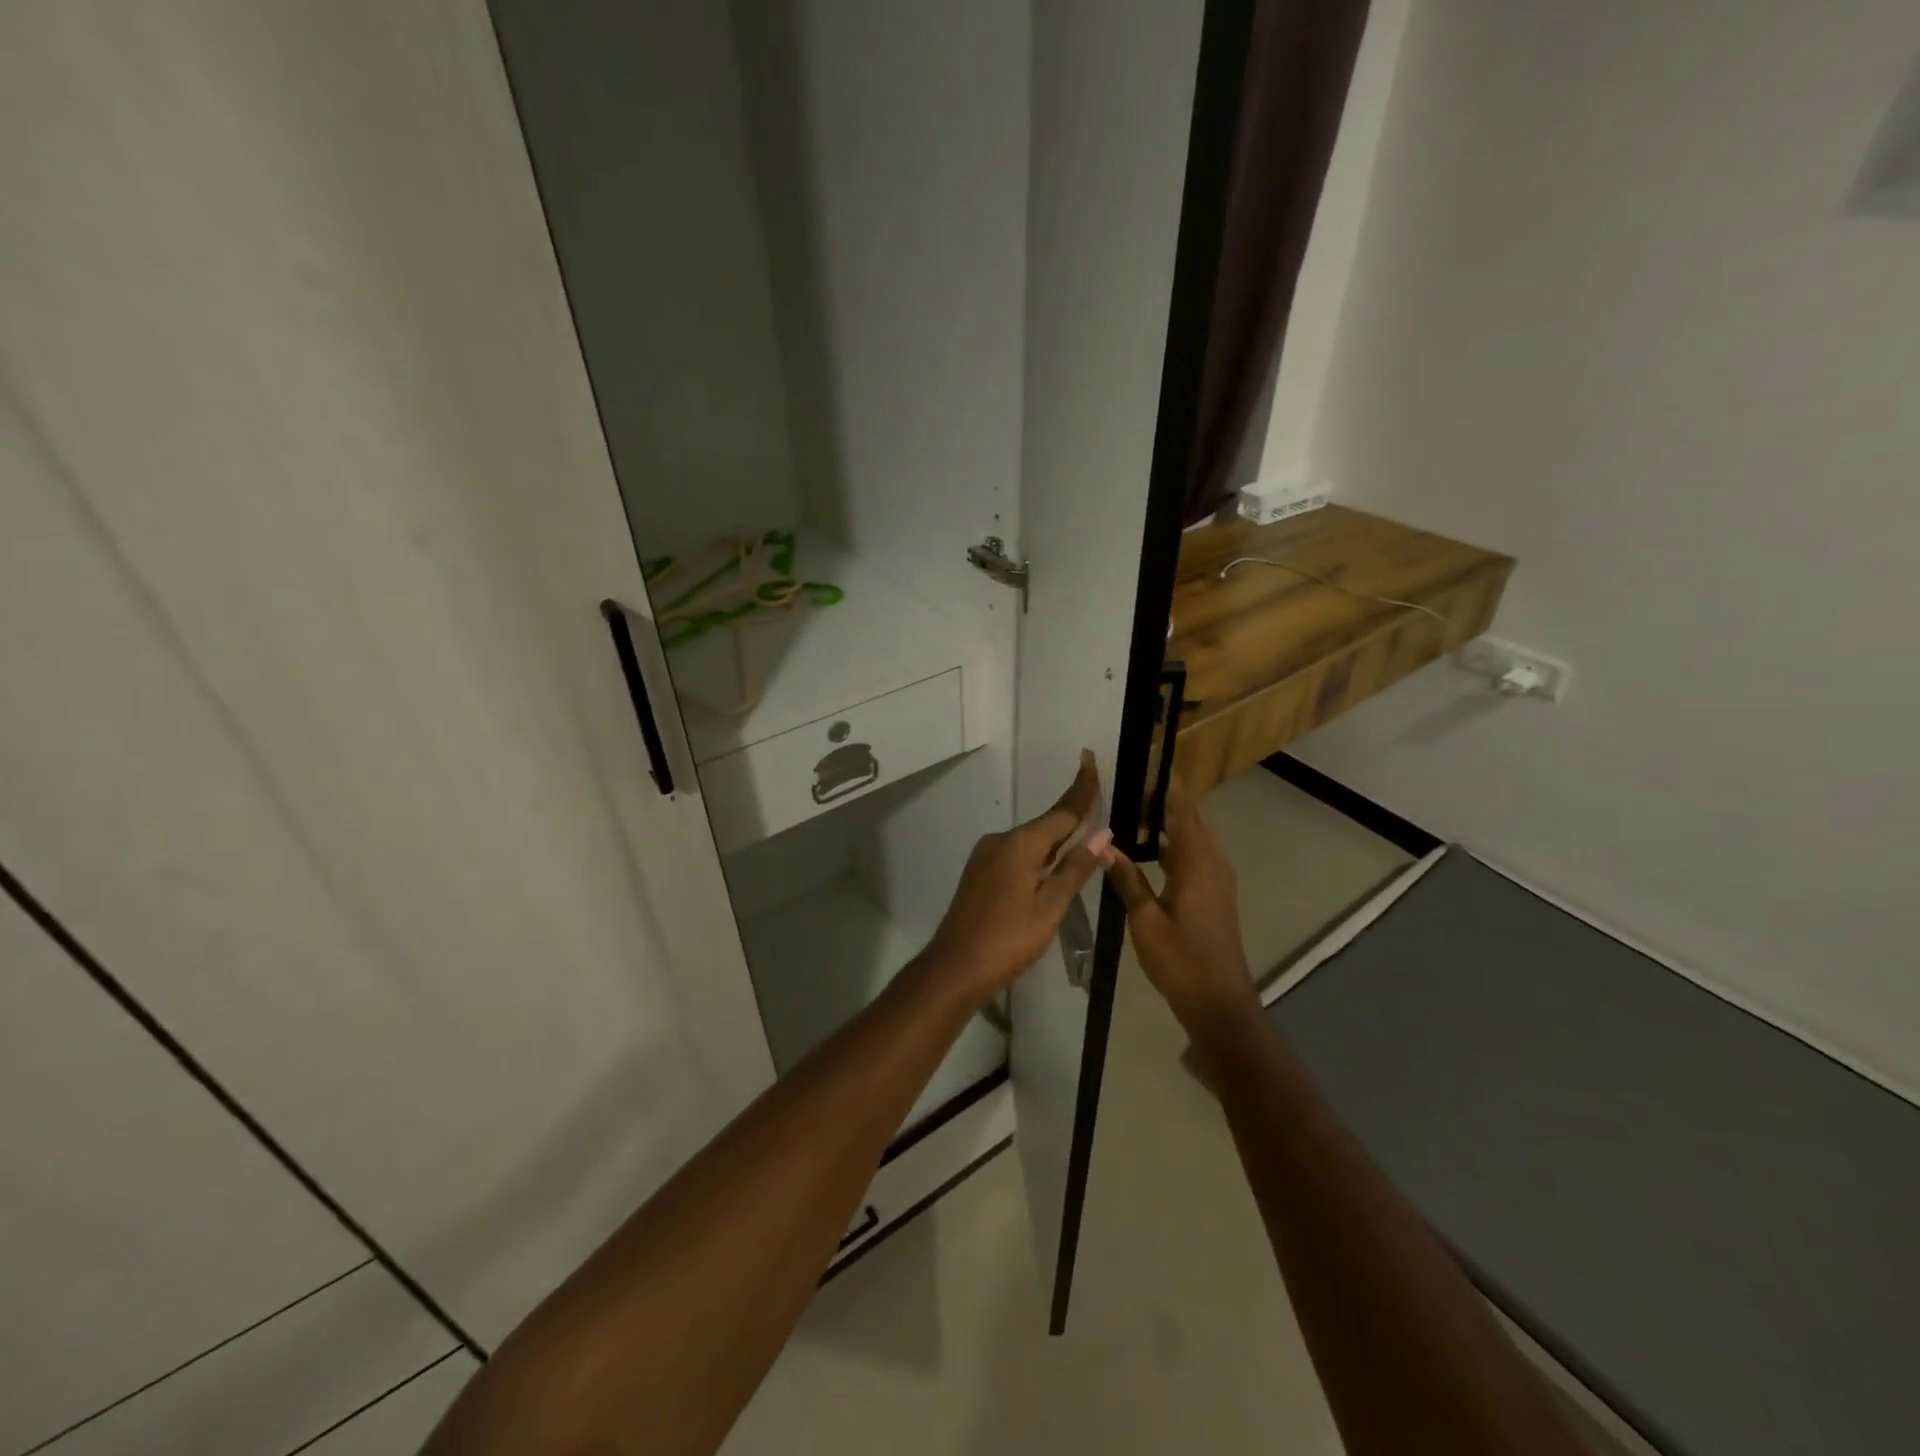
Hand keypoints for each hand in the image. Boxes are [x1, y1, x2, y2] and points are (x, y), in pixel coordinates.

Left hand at [923, 751, 1108, 997]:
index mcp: (1021, 844)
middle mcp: (1001, 840)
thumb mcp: (1051, 906)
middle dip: (1072, 819)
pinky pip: (1016, 855)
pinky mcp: (979, 872)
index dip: (1081, 789)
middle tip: (1098, 808)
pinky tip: (1049, 870)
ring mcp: (985, 856)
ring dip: (1055, 842)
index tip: (1090, 759)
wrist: (955, 966)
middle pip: (1046, 825)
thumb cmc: (1008, 939)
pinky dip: (1037, 856)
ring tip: (1082, 845)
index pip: (1061, 811)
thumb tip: (1101, 833)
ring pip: (1030, 842)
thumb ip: (1075, 868)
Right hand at [1101, 778, 1259, 1034]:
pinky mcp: (1215, 893)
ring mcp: (1217, 878)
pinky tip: (1149, 847)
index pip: (1181, 810)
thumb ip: (1126, 877)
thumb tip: (1104, 843)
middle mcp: (1213, 862)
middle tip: (1131, 782)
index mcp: (1198, 862)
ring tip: (1134, 807)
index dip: (1164, 785)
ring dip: (1170, 819)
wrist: (1219, 1002)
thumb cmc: (1180, 960)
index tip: (1145, 761)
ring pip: (1194, 836)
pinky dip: (1174, 841)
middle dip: (1165, 797)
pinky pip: (1195, 854)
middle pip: (1191, 817)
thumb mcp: (1145, 919)